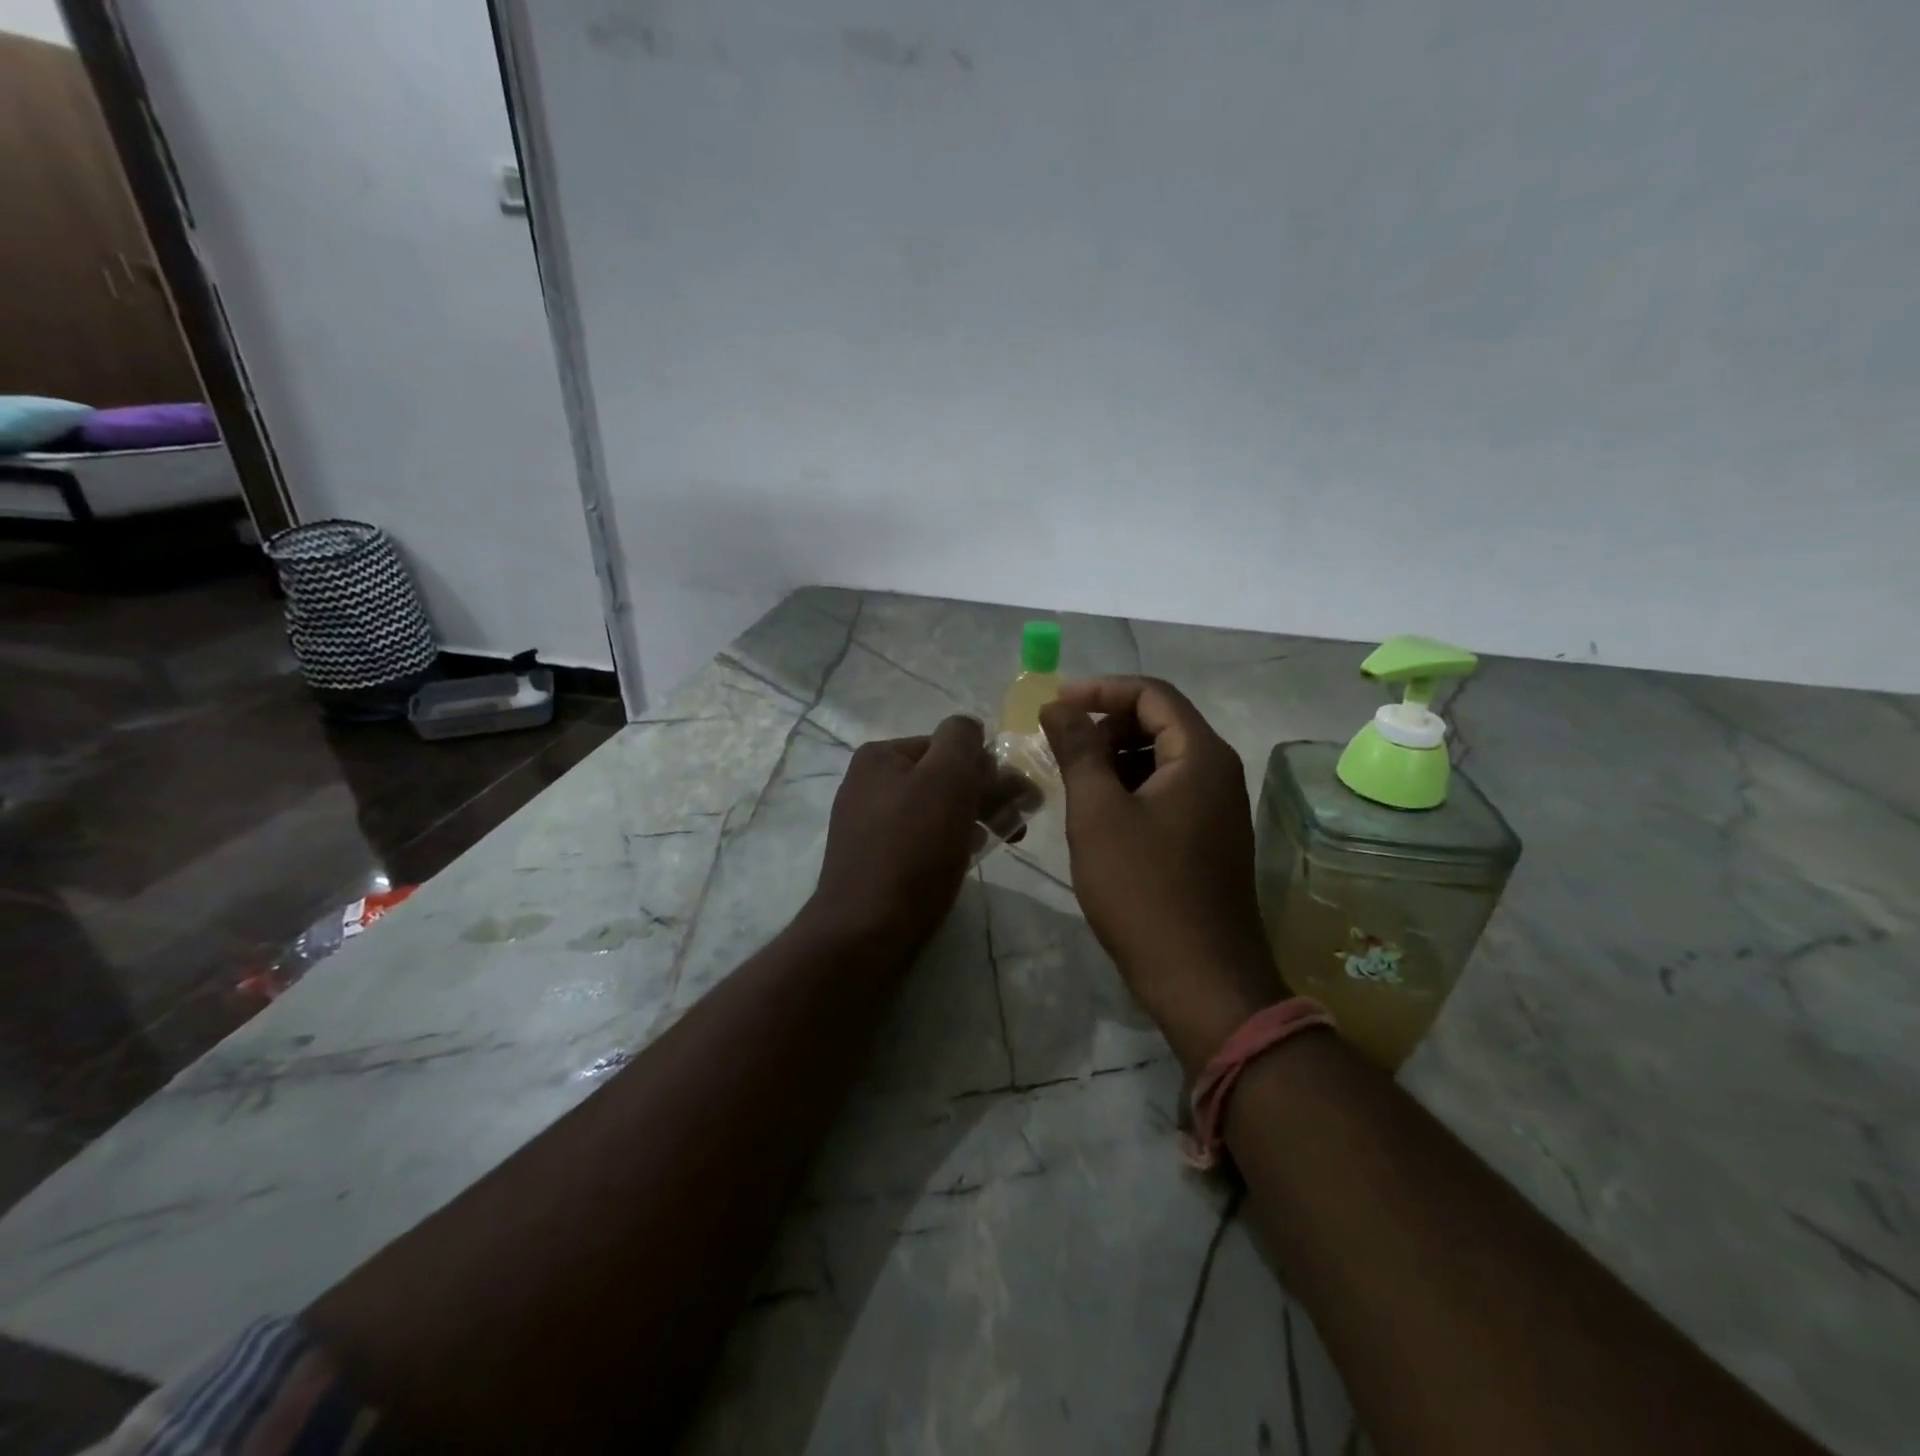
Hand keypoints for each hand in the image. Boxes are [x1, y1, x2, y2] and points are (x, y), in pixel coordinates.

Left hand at [808, 716, 995, 958]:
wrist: (866, 930)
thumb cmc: (913, 849)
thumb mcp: (947, 779)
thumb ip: (962, 740)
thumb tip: (969, 728)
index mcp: (880, 756)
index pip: (948, 744)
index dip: (986, 767)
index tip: (1017, 797)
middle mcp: (867, 782)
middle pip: (941, 776)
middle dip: (985, 794)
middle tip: (1019, 822)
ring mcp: (867, 822)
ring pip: (934, 808)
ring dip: (972, 817)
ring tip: (1001, 839)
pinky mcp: (873, 858)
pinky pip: (920, 837)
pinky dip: (948, 841)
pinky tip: (967, 857)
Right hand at [1041, 678, 1281, 1069]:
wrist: (1201, 980)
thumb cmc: (1144, 890)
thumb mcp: (1098, 814)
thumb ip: (1078, 750)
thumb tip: (1057, 706)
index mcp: (1200, 755)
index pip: (1152, 694)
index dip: (1100, 690)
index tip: (1054, 705)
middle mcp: (1217, 772)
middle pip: (1159, 722)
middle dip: (1105, 724)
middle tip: (1057, 745)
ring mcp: (1216, 808)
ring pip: (1160, 760)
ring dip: (1114, 758)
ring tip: (1070, 778)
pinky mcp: (1207, 838)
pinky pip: (1165, 792)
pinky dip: (1129, 788)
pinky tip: (1096, 813)